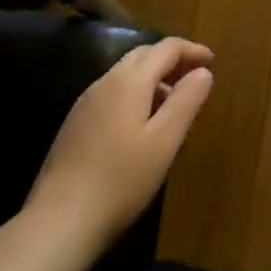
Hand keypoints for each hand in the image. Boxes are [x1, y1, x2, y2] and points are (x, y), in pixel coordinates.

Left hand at [13, 37, 213, 261]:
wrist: (58, 222)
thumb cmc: (121, 180)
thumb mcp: (165, 141)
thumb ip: (186, 101)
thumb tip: (202, 71)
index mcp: (129, 81)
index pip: (166, 48)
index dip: (192, 50)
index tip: (213, 62)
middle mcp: (104, 83)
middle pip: (143, 55)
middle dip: (171, 59)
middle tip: (195, 78)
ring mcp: (85, 104)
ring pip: (125, 74)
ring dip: (153, 77)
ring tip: (173, 103)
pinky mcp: (74, 125)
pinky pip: (112, 93)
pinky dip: (135, 94)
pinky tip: (141, 124)